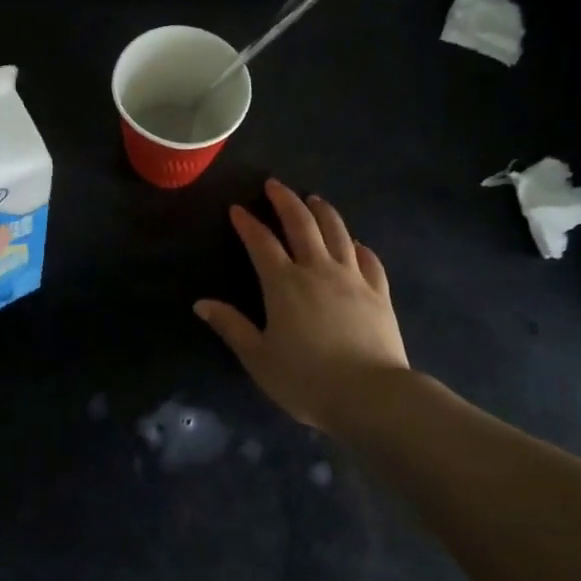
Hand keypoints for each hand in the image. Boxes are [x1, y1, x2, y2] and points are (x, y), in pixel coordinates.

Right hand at [195, 179, 409, 431]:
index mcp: (284, 284)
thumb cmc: (306, 379)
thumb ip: (231, 327)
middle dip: (286, 201)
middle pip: (302, 224)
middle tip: (275, 185)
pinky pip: (369, 260)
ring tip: (314, 199)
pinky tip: (355, 243)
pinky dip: (358, 246)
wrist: (370, 395)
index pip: (261, 243)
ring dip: (323, 212)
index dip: (247, 223)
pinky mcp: (379, 293)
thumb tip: (201, 303)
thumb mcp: (258, 357)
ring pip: (338, 233)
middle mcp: (318, 270)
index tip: (237, 208)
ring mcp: (353, 278)